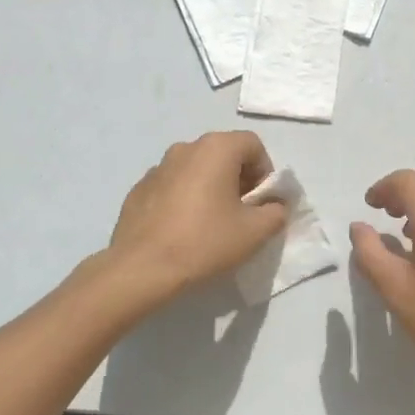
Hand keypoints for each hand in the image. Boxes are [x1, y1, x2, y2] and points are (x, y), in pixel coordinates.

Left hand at [91, 131, 288, 319]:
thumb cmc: (205, 242)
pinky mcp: (139, 188)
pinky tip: (182, 229)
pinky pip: (173, 185)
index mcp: (216, 148)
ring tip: (210, 222)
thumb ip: (276, 212)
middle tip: (241, 213)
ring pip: (196, 169)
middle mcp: (186, 147)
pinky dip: (184, 198)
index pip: (253, 145)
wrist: (141, 268)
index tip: (261, 202)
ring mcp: (158, 166)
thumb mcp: (255, 232)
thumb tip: (275, 205)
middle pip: (224, 153)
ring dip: (210, 187)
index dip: (264, 172)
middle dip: (238, 178)